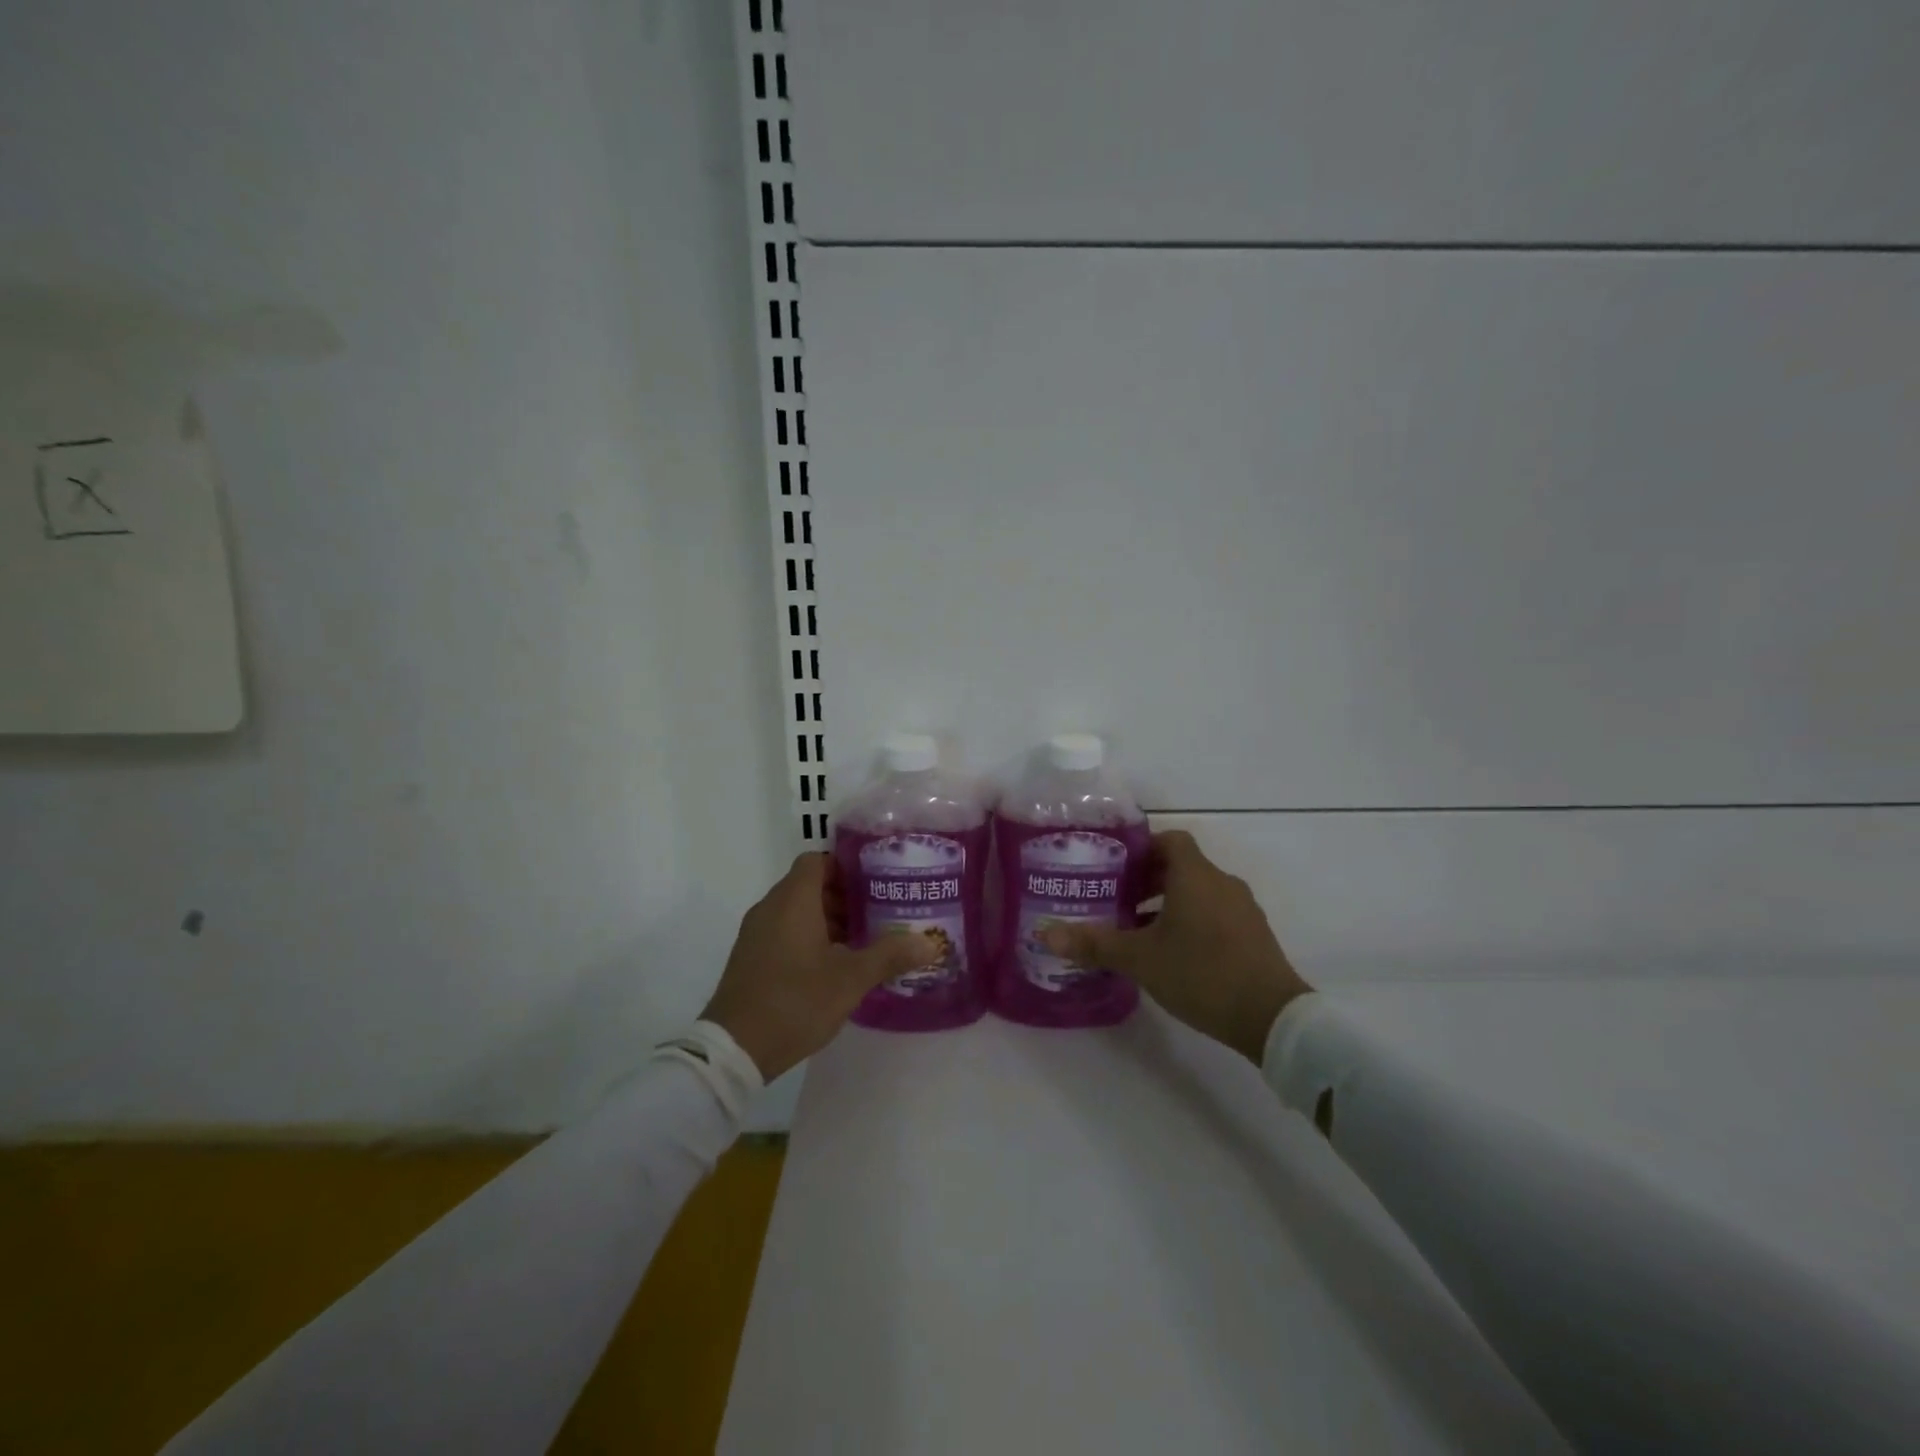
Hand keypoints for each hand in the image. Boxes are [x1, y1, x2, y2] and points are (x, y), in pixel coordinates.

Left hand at [701, 852, 939, 1080]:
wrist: (734, 1049)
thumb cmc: (795, 1001)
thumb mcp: (850, 979)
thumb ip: (889, 955)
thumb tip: (929, 943)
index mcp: (793, 900)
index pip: (818, 860)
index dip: (846, 866)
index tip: (876, 882)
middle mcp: (771, 908)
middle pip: (809, 885)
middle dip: (844, 896)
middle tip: (878, 913)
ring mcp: (756, 934)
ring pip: (797, 911)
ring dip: (828, 919)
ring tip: (862, 941)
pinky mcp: (751, 958)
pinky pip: (784, 932)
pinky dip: (809, 938)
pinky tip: (834, 966)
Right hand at [1042, 830, 1310, 1063]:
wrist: (1272, 1017)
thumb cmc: (1201, 973)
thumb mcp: (1140, 959)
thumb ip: (1094, 944)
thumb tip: (1045, 934)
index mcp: (1195, 876)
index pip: (1169, 840)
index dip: (1142, 848)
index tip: (1116, 868)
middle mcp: (1222, 883)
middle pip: (1182, 866)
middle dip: (1149, 880)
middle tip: (1118, 900)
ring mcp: (1243, 909)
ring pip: (1199, 892)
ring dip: (1170, 903)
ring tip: (1139, 930)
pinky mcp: (1254, 935)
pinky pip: (1216, 913)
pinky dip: (1192, 921)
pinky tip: (1173, 953)